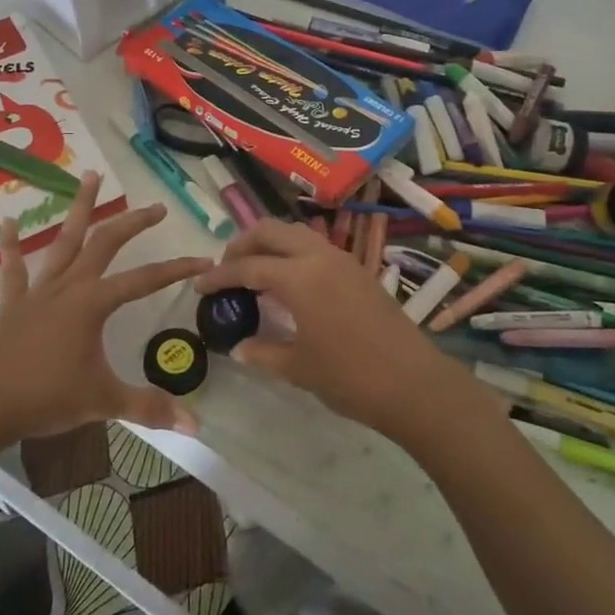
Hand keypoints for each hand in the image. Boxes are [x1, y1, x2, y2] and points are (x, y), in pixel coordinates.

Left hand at [0, 173, 214, 444]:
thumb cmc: (46, 397)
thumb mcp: (104, 401)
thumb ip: (148, 408)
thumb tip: (194, 427)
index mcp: (94, 303)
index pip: (145, 279)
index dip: (177, 269)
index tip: (204, 261)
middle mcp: (69, 286)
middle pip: (106, 243)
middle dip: (133, 222)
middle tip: (156, 207)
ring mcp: (38, 291)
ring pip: (63, 241)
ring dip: (79, 209)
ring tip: (90, 176)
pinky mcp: (13, 303)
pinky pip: (13, 269)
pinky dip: (10, 246)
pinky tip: (6, 221)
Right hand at [193, 219, 466, 446]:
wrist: (414, 384)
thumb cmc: (351, 377)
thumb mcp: (299, 368)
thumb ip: (263, 352)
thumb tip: (239, 347)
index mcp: (299, 277)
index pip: (248, 266)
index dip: (219, 275)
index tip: (200, 286)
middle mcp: (319, 257)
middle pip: (271, 231)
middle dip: (242, 244)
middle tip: (226, 268)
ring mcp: (343, 261)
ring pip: (296, 233)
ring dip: (270, 244)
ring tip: (255, 271)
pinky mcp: (359, 271)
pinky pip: (316, 248)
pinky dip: (293, 254)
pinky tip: (288, 283)